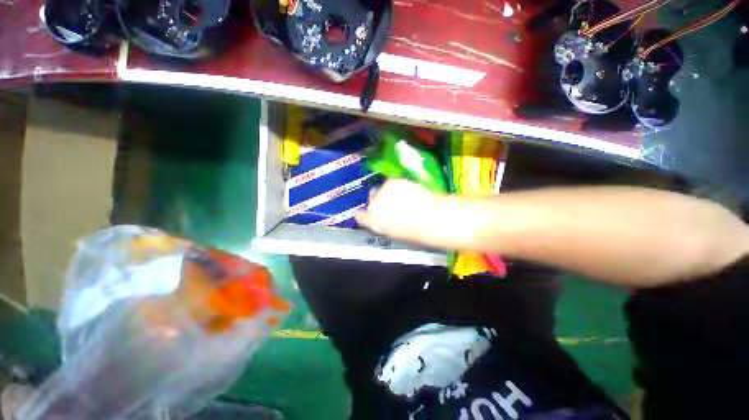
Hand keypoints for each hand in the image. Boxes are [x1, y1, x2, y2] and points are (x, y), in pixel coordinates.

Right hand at [355, 179, 447, 246]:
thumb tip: (380, 220)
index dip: (363, 214)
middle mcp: (373, 205)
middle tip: (392, 206)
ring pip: (382, 190)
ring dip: (389, 193)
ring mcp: (382, 192)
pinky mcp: (392, 182)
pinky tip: (408, 194)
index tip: (366, 213)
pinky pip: (392, 183)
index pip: (360, 216)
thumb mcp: (393, 233)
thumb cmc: (413, 231)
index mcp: (372, 221)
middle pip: (371, 200)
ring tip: (403, 200)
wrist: (429, 218)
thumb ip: (381, 224)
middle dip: (379, 201)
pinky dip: (398, 186)